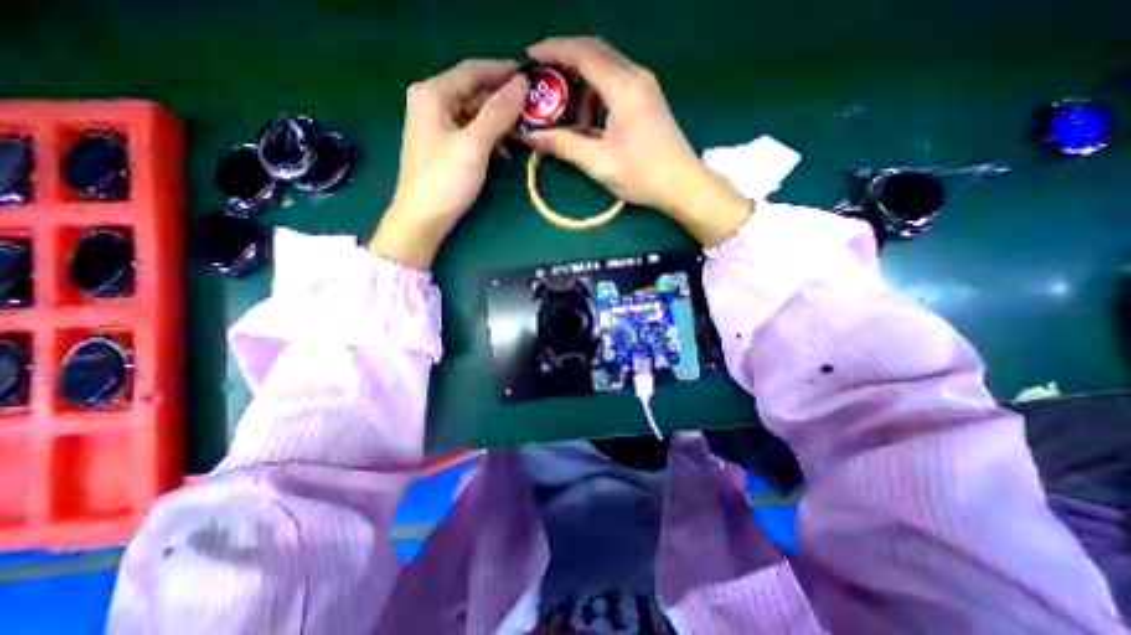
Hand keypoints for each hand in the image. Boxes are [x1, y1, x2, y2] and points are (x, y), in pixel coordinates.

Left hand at [371, 56, 530, 267]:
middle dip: (503, 100)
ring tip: (520, 133)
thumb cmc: (446, 180)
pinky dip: (488, 137)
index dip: (503, 71)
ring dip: (498, 122)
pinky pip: (470, 130)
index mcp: (433, 93)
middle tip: (532, 109)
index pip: (473, 70)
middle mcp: (431, 101)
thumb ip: (498, 113)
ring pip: (474, 113)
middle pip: (474, 91)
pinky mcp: (442, 144)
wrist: (423, 218)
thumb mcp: (474, 145)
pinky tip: (502, 151)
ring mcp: (435, 124)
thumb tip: (522, 84)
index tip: (532, 76)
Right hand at [522, 34, 749, 244]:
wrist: (682, 184)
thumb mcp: (599, 162)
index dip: (553, 50)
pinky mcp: (648, 98)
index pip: (582, 53)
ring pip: (606, 69)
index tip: (530, 58)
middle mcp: (636, 76)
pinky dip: (598, 97)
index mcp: (623, 87)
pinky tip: (592, 123)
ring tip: (572, 120)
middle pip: (594, 52)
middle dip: (565, 63)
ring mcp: (645, 86)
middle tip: (544, 84)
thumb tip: (531, 136)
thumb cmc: (642, 174)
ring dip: (583, 87)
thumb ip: (564, 146)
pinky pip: (616, 83)